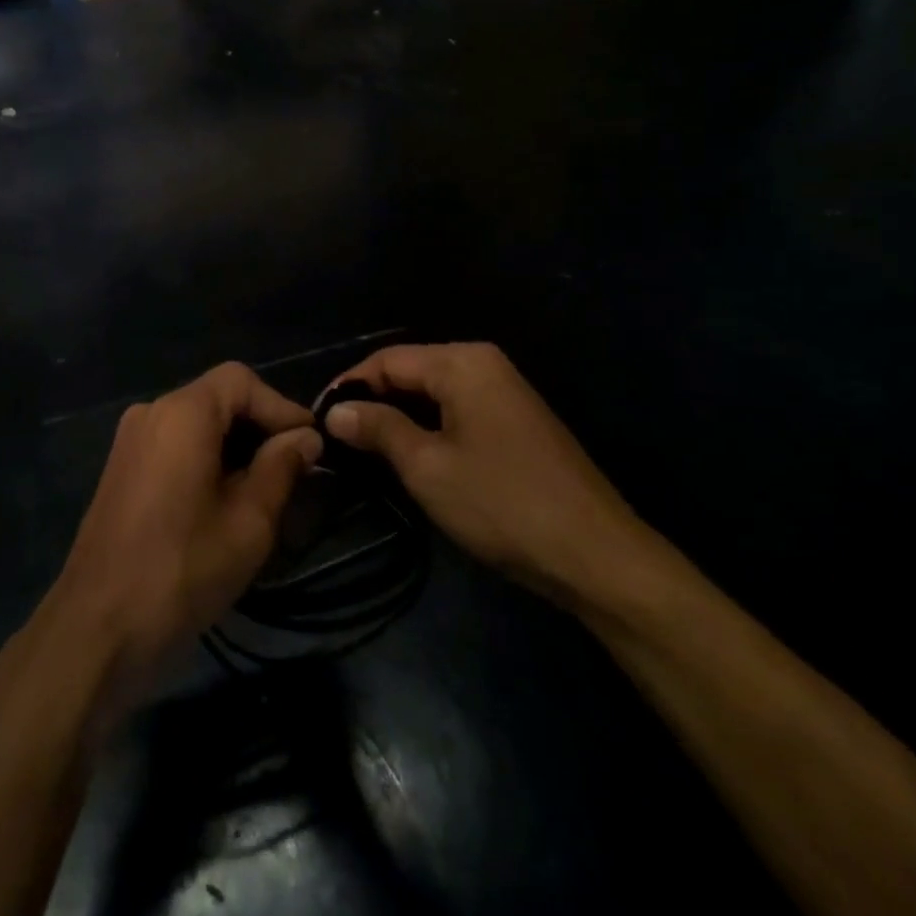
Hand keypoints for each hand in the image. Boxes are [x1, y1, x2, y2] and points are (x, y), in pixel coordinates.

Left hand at [36, 363, 319, 709]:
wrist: (97, 627)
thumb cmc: (182, 569)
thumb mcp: (249, 521)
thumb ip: (281, 468)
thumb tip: (305, 438)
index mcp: (182, 414)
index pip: (241, 381)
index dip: (281, 407)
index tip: (311, 446)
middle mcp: (151, 413)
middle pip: (217, 398)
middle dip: (259, 426)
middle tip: (295, 469)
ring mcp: (130, 441)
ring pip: (196, 423)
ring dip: (234, 445)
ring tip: (267, 487)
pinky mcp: (122, 469)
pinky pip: (174, 444)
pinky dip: (206, 458)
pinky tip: (225, 499)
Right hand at [324, 343, 657, 607]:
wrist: (596, 556)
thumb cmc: (502, 503)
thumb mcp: (427, 466)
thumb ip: (378, 428)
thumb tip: (336, 410)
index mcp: (463, 362)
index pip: (387, 359)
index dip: (349, 386)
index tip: (319, 419)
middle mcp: (485, 364)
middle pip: (410, 371)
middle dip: (373, 401)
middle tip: (338, 438)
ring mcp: (505, 392)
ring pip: (433, 393)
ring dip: (399, 417)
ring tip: (365, 449)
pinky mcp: (516, 421)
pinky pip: (457, 410)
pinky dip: (428, 427)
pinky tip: (412, 456)